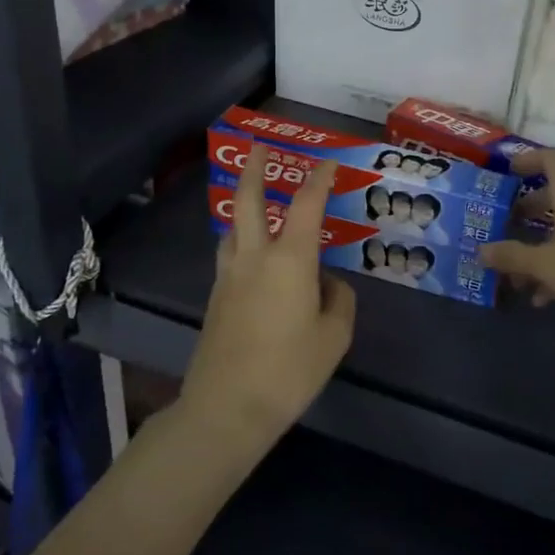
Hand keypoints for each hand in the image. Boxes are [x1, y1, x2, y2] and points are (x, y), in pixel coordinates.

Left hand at [182, 145, 355, 454]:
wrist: (227, 408)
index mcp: (289, 259)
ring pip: (232, 228)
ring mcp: (229, 277)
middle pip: (246, 200)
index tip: (329, 162)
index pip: (306, 204)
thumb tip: (327, 284)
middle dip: (254, 169)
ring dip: (242, 207)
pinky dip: (241, 242)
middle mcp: (254, 257)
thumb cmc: (289, 370)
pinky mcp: (217, 299)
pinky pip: (230, 256)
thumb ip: (338, 301)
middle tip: (257, 147)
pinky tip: (254, 260)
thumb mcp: (333, 337)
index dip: (319, 178)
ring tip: (254, 204)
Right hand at [479, 149, 554, 327]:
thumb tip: (482, 251)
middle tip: (509, 223)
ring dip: (545, 243)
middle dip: (531, 209)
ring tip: (522, 275)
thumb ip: (511, 256)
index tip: (508, 171)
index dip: (528, 160)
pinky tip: (548, 295)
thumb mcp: (544, 265)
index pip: (550, 158)